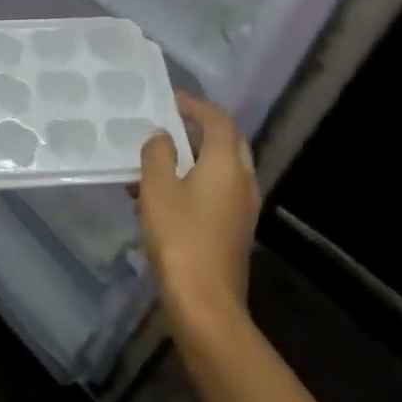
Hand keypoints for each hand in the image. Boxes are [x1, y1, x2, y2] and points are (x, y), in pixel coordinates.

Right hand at [136, 93, 260, 337]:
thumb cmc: (179, 237)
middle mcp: (243, 180)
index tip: (171, 99)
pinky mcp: (236, 229)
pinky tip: (165, 196)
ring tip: (161, 159)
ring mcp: (244, 207)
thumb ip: (158, 153)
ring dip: (196, 157)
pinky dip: (197, 181)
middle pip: (228, 142)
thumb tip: (163, 136)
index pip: (218, 120)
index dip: (195, 105)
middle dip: (201, 129)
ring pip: (223, 168)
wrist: (205, 301)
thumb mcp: (157, 188)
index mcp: (227, 163)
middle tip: (171, 124)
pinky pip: (219, 190)